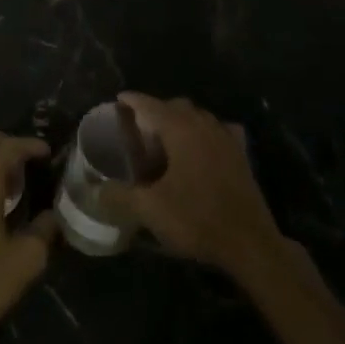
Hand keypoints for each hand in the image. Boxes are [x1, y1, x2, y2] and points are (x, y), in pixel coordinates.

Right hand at [101, 92, 283, 277]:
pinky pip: (220, 130)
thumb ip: (119, 196)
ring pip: (200, 116)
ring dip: (181, 119)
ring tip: (166, 136)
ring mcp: (227, 139)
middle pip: (177, 106)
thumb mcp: (150, 210)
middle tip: (139, 126)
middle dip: (157, 109)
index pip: (151, 105)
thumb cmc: (197, 219)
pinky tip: (203, 145)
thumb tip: (94, 190)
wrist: (250, 244)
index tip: (119, 99)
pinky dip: (207, 131)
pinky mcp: (241, 156)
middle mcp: (205, 126)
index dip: (134, 100)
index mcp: (181, 130)